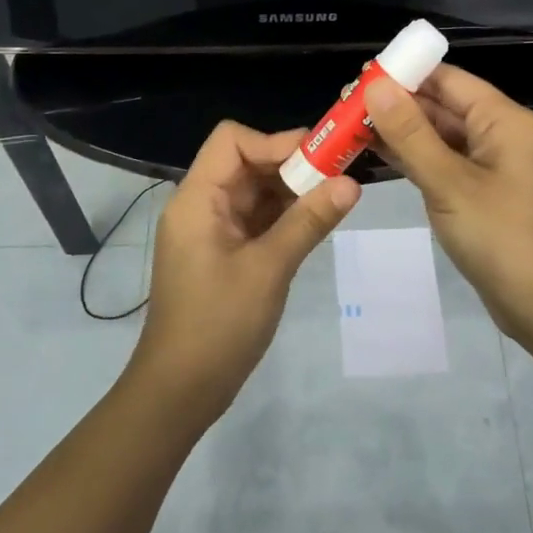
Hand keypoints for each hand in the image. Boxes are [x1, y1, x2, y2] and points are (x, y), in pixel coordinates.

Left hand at [130, 121, 359, 423]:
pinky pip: (256, 219)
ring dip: (292, 190)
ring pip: (255, 191)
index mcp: (197, 199)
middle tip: (341, 173)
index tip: (320, 157)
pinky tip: (317, 221)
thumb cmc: (218, 325)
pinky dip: (284, 215)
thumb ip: (309, 221)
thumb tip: (352, 183)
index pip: (232, 141)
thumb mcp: (269, 269)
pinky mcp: (223, 253)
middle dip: (292, 164)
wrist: (180, 391)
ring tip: (337, 195)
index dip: (275, 141)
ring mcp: (211, 230)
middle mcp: (201, 205)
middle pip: (246, 163)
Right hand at [367, 67, 532, 342]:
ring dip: (399, 131)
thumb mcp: (449, 182)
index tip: (359, 77)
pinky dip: (411, 158)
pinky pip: (441, 162)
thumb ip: (410, 133)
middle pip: (441, 105)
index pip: (447, 79)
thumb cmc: (501, 236)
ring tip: (349, 127)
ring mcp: (488, 165)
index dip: (405, 73)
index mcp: (501, 119)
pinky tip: (375, 154)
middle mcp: (497, 134)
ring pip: (438, 136)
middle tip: (343, 105)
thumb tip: (376, 86)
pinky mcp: (479, 192)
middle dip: (395, 104)